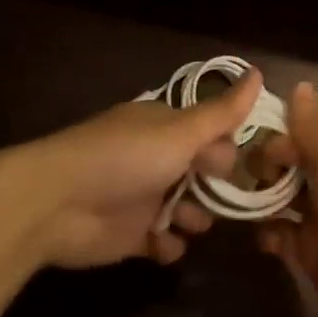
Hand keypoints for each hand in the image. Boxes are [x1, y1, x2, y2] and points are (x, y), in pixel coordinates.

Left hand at [7, 69, 268, 268]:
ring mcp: (141, 196)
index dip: (229, 148)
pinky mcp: (129, 233)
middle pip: (201, 172)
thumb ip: (222, 112)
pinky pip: (161, 240)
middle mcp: (154, 158)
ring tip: (192, 224)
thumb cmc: (125, 158)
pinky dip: (168, 244)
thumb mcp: (181, 132)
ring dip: (194, 218)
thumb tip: (260, 72)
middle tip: (228, 199)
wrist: (57, 204)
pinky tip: (166, 244)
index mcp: (164, 127)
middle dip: (217, 187)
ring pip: (185, 208)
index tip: (249, 164)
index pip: (209, 132)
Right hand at [256, 82, 317, 316]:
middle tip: (230, 174)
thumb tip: (300, 84)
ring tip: (233, 201)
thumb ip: (311, 128)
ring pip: (279, 200)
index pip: (302, 134)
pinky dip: (267, 234)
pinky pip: (280, 236)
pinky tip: (261, 235)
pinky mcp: (311, 253)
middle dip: (260, 168)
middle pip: (288, 166)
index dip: (275, 137)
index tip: (246, 145)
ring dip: (258, 199)